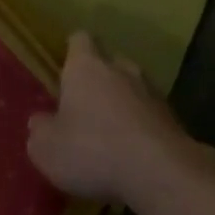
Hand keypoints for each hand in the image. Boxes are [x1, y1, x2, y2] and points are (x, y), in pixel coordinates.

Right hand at [27, 31, 211, 202]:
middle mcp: (122, 69)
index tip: (64, 69)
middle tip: (83, 109)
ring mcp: (153, 93)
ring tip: (109, 136)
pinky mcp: (175, 120)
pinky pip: (150, 117)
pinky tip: (132, 155)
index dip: (71, 52)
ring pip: (132, 90)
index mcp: (86, 66)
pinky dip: (140, 129)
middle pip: (109, 64)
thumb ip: (40, 130)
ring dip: (122, 106)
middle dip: (98, 82)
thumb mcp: (46, 148)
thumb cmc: (93, 150)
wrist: (162, 174)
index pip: (80, 40)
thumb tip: (41, 122)